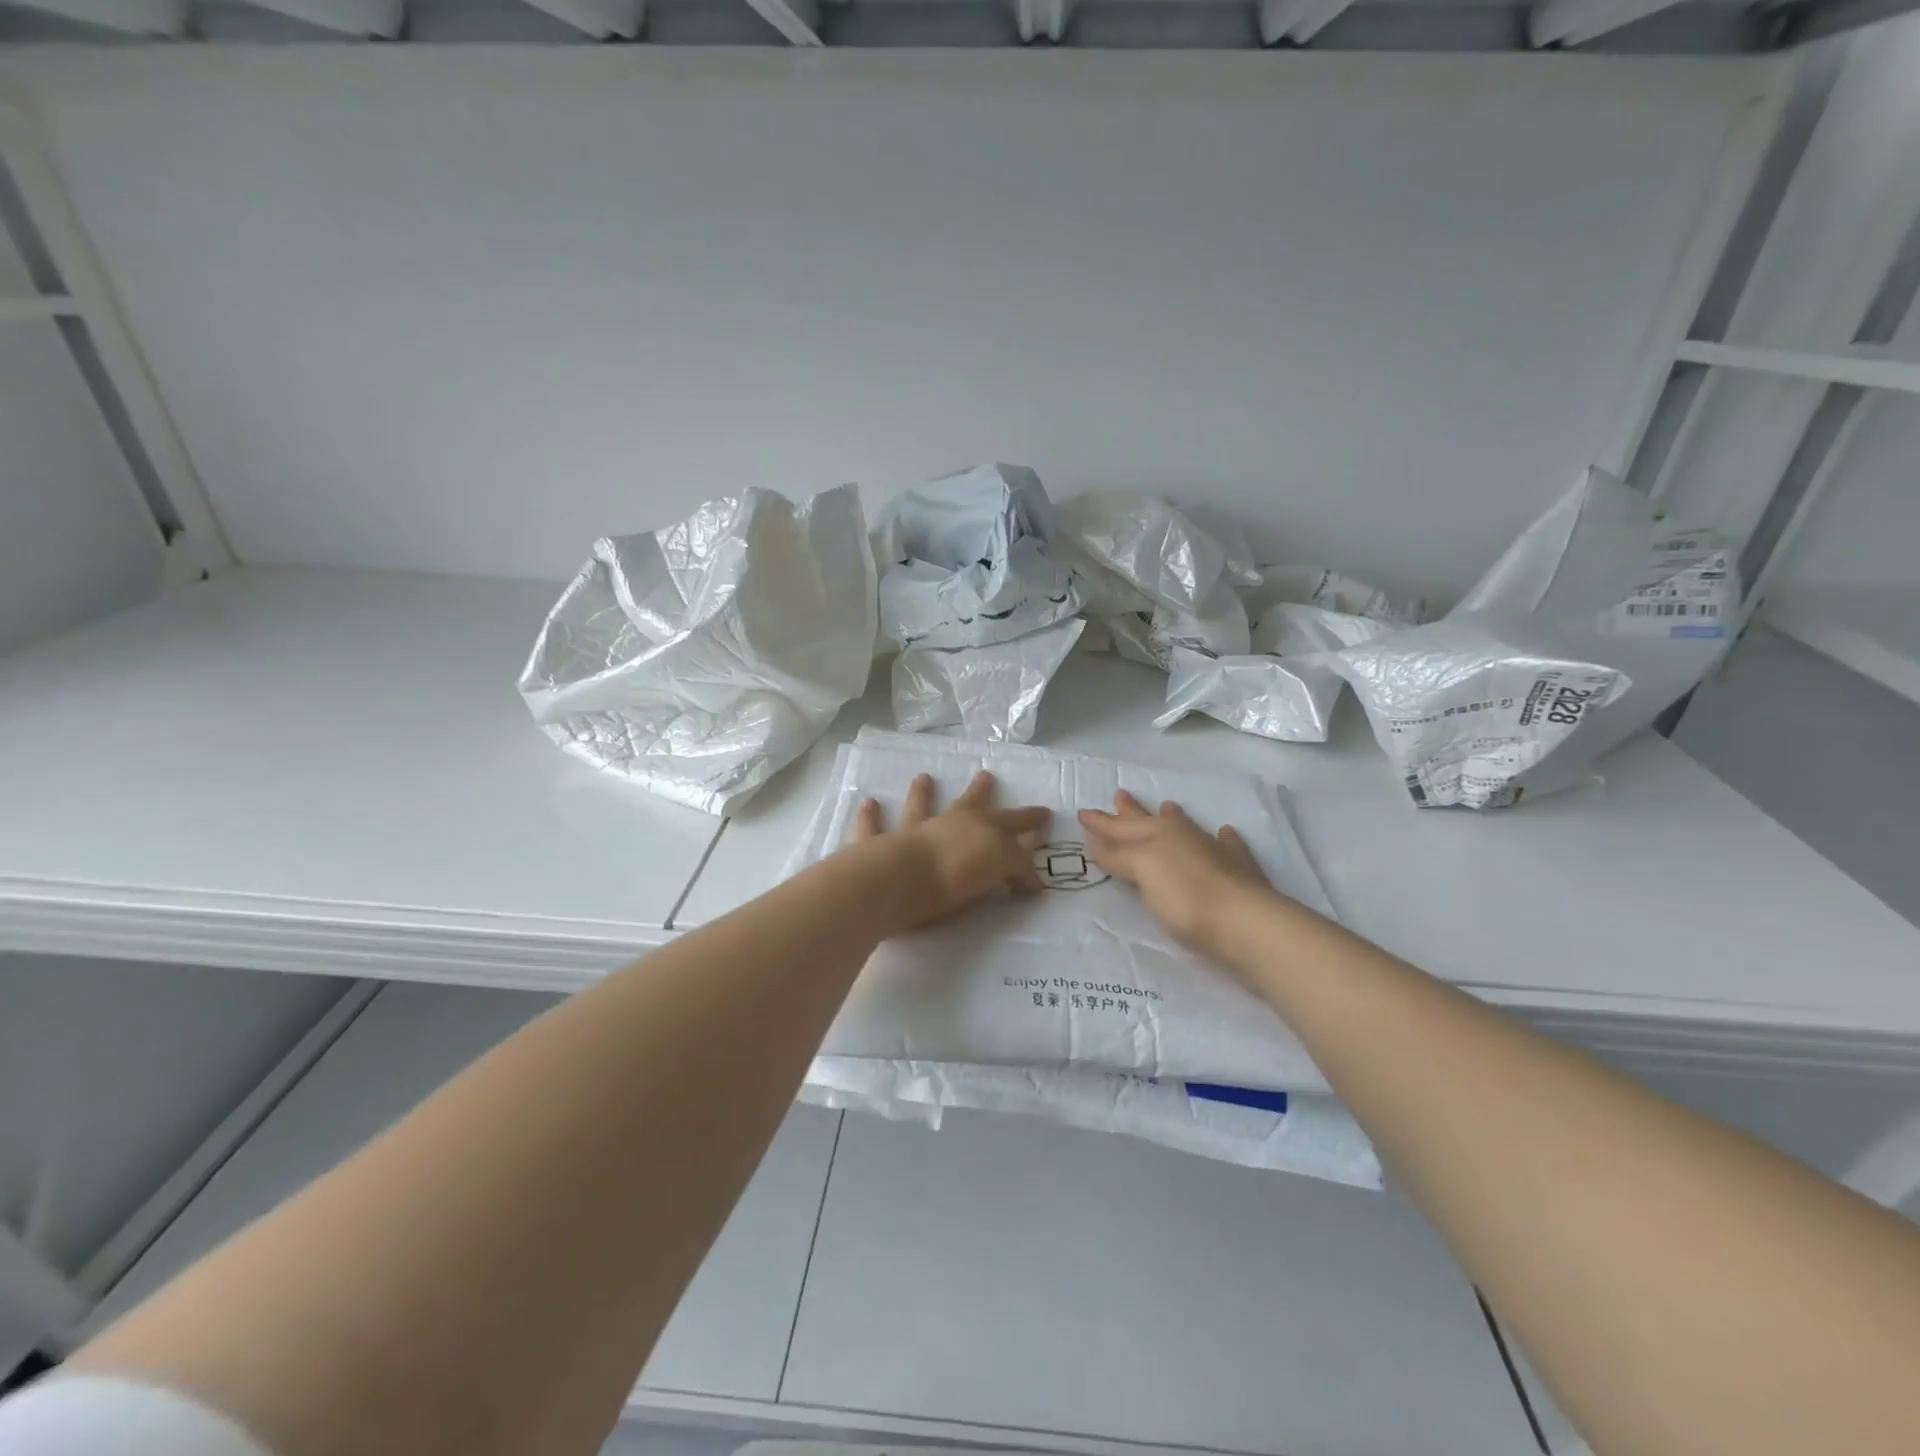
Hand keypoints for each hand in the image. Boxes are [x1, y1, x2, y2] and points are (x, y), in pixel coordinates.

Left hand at [853, 770, 1051, 933]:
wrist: (898, 880)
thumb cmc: (953, 876)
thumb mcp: (998, 868)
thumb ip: (1016, 870)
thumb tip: (1032, 882)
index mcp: (981, 830)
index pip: (1013, 822)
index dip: (1030, 818)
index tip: (1044, 813)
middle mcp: (947, 823)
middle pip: (968, 804)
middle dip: (980, 792)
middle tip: (985, 774)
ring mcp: (910, 832)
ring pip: (919, 807)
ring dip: (922, 793)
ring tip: (924, 777)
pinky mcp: (879, 847)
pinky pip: (874, 828)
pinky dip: (870, 817)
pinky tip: (868, 803)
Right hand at [1078, 790, 1271, 956]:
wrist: (1245, 922)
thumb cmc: (1184, 897)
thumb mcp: (1142, 872)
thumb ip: (1118, 856)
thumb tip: (1096, 840)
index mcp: (1157, 835)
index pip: (1121, 827)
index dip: (1101, 822)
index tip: (1083, 812)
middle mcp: (1184, 837)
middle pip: (1150, 821)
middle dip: (1132, 811)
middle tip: (1120, 794)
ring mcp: (1215, 851)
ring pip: (1188, 828)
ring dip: (1175, 818)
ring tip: (1167, 806)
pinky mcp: (1239, 871)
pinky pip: (1229, 845)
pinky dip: (1223, 838)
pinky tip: (1225, 833)